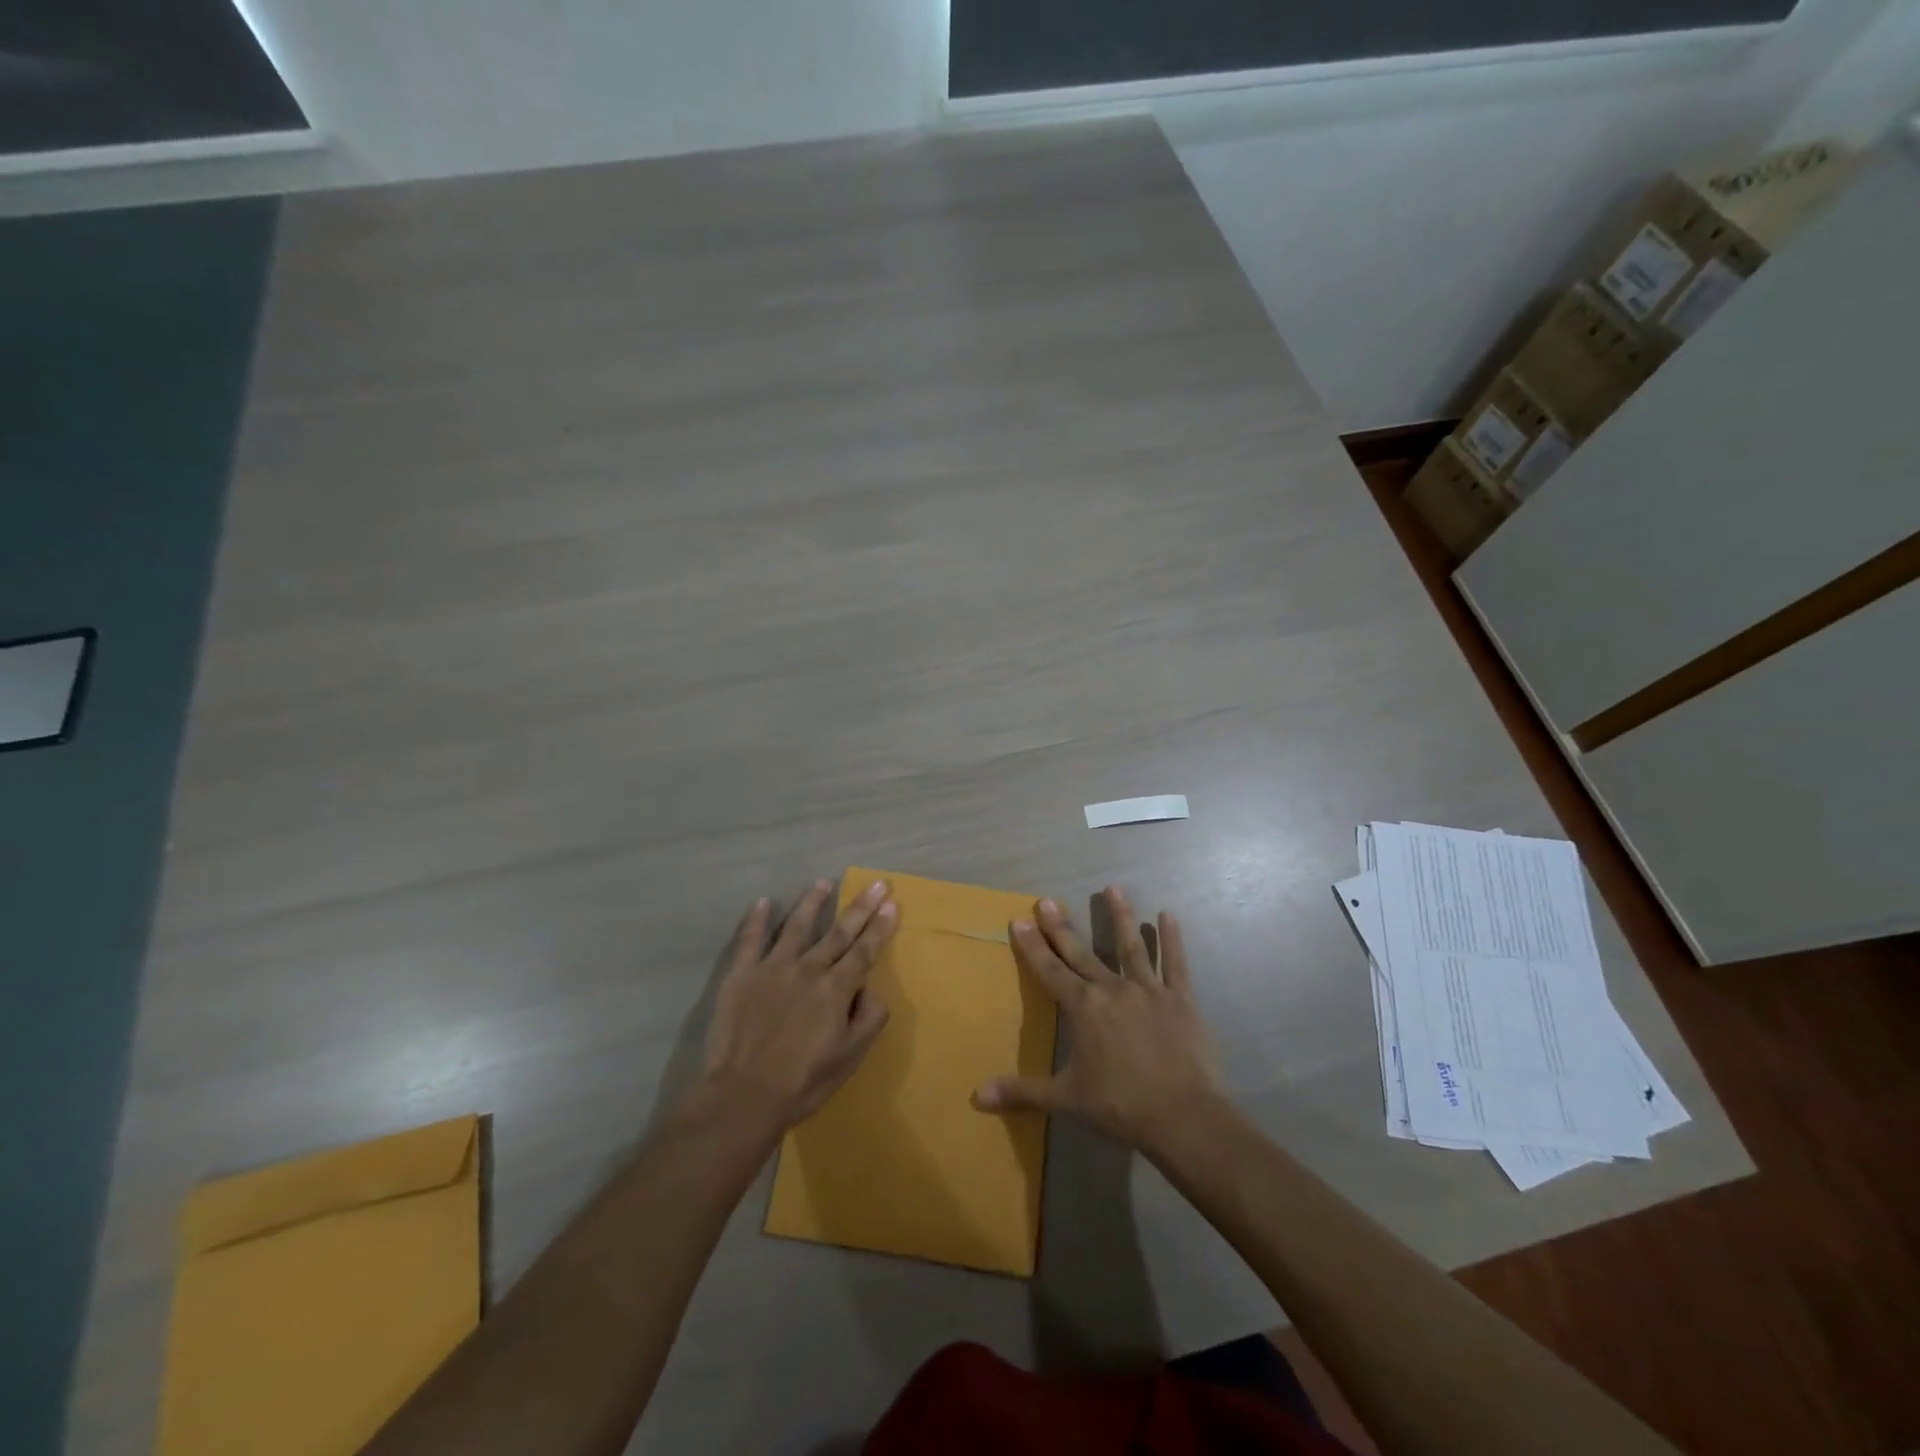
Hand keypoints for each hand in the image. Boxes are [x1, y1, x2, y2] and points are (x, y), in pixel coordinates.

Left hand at [699, 878, 897, 1132]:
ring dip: (813, 902)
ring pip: (797, 926)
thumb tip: (873, 988)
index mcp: (836, 988)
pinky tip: (763, 902)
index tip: (892, 903)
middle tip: (877, 883)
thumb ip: (869, 1018)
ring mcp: (772, 967)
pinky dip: (756, 919)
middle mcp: (808, 968)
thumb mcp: (850, 1057)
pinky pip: (750, 940)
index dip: (880, 926)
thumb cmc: (803, 1082)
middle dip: (861, 907)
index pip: (865, 950)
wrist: (743, 1096)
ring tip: (824, 882)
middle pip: (839, 932)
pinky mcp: (741, 974)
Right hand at [974, 888, 1224, 1154]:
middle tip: (1048, 900)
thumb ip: (1022, 1092)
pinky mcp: (1180, 999)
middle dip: (1062, 926)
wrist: (1182, 1116)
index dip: (1032, 945)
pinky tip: (1168, 916)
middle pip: (1081, 951)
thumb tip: (977, 1096)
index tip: (1019, 920)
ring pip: (1130, 946)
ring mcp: (1147, 990)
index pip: (1049, 970)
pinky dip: (1171, 939)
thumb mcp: (1066, 1099)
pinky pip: (1174, 963)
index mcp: (1082, 1008)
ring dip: (1120, 916)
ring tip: (1113, 888)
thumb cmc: (1120, 1106)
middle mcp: (1111, 989)